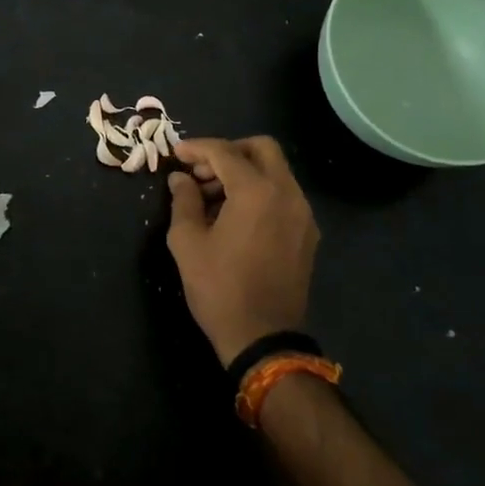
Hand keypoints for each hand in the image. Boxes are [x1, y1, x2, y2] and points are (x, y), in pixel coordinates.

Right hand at [166, 137, 319, 367]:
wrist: (264, 337)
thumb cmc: (219, 288)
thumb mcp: (187, 242)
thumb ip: (183, 201)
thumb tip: (180, 179)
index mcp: (256, 191)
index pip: (225, 152)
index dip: (197, 148)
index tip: (176, 154)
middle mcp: (287, 193)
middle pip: (262, 149)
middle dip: (229, 151)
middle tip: (202, 170)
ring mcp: (302, 214)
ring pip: (276, 171)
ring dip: (245, 171)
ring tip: (213, 196)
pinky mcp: (307, 233)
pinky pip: (283, 195)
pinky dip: (260, 191)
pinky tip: (235, 216)